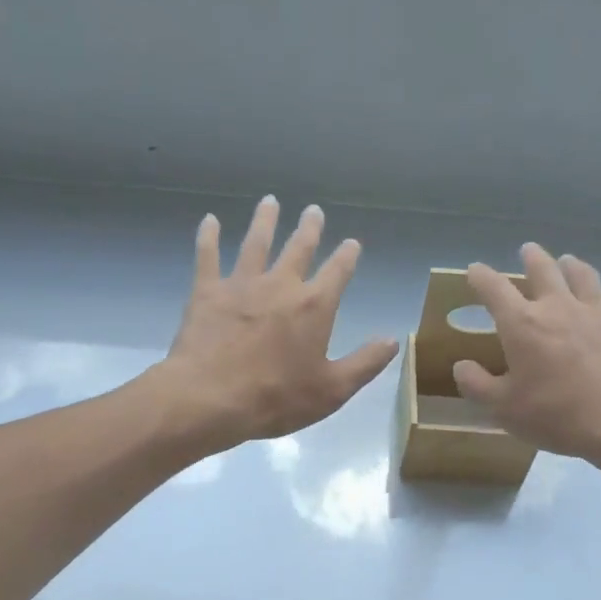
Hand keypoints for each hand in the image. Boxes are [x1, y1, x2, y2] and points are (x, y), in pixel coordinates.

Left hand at [157, 197, 399, 451]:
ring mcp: (241, 284)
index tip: (352, 243)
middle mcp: (280, 285)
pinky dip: (208, 237)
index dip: (347, 255)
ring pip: (256, 243)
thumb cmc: (277, 398)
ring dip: (265, 220)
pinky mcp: (208, 292)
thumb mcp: (332, 390)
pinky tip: (209, 221)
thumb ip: (365, 363)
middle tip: (314, 210)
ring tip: (270, 201)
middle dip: (309, 228)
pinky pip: (208, 256)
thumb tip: (393, 340)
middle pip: (298, 248)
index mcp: (314, 306)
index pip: (337, 271)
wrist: (211, 397)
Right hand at [453, 243, 600, 464]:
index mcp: (522, 324)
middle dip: (532, 258)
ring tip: (568, 261)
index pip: (494, 289)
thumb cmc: (556, 414)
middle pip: (544, 270)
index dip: (481, 277)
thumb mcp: (503, 408)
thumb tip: (461, 366)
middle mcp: (558, 307)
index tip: (474, 270)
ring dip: (573, 266)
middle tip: (527, 250)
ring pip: (584, 276)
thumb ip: (477, 385)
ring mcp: (597, 313)